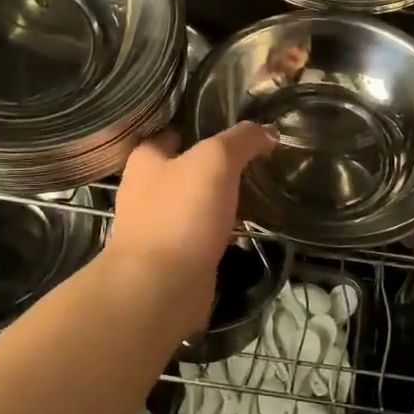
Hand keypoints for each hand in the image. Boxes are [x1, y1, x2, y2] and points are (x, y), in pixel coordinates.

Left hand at [106, 123, 276, 334]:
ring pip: (197, 202)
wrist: (161, 288)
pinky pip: (204, 233)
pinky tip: (250, 225)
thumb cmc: (181, 213)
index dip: (202, 125)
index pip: (173, 131)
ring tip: (260, 188)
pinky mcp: (176, 256)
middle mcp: (146, 190)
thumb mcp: (216, 160)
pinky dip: (224, 229)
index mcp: (146, 159)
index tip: (236, 126)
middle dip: (217, 164)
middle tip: (257, 157)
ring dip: (222, 198)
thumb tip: (268, 132)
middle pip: (187, 167)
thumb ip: (242, 140)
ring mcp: (159, 226)